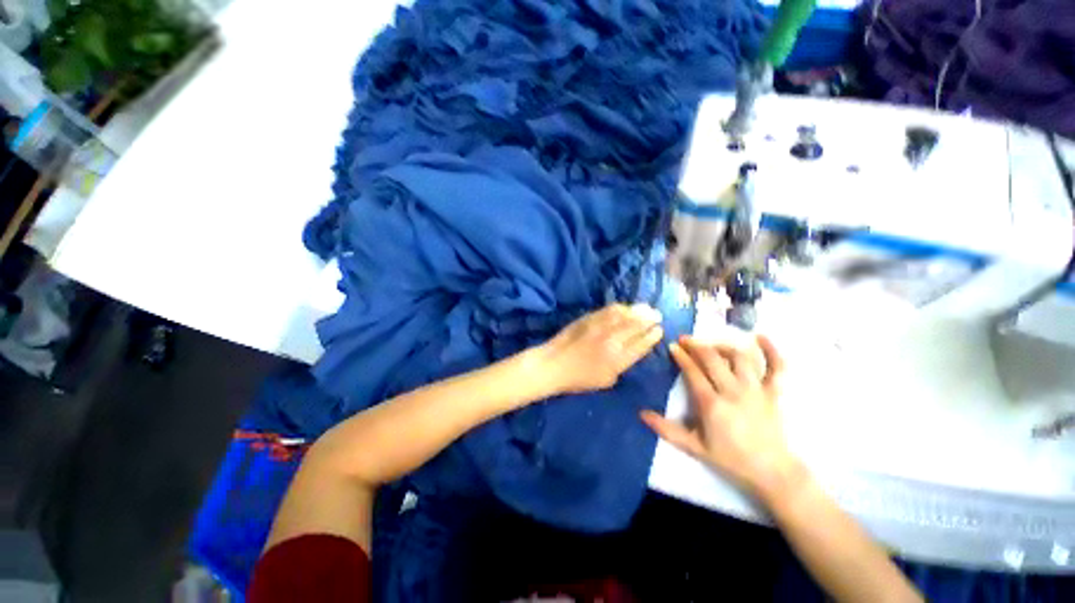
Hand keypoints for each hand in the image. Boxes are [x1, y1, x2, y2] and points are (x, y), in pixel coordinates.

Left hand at [537, 304, 663, 394]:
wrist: (554, 364)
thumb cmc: (579, 378)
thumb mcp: (606, 380)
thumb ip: (622, 365)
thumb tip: (631, 351)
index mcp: (618, 360)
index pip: (641, 345)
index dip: (652, 336)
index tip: (659, 330)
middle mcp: (613, 341)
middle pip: (637, 326)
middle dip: (650, 319)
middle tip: (657, 315)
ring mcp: (600, 327)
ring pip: (625, 315)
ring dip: (639, 310)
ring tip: (647, 308)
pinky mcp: (590, 318)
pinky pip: (610, 310)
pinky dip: (621, 308)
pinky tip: (626, 308)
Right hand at [641, 335, 802, 503]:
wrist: (772, 472)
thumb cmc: (730, 459)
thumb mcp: (694, 447)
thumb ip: (666, 429)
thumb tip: (641, 414)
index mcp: (712, 404)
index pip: (693, 372)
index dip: (682, 356)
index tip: (673, 346)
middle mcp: (733, 391)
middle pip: (713, 359)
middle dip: (696, 345)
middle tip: (685, 339)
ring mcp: (756, 390)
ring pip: (739, 357)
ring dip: (723, 345)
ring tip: (711, 344)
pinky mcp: (774, 393)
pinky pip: (777, 367)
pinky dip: (771, 350)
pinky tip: (760, 336)